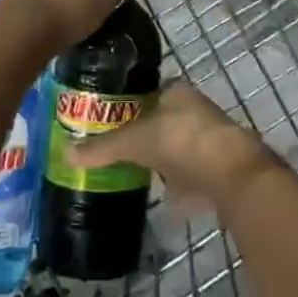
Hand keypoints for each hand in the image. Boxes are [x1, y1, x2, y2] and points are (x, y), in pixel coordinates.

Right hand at [67, 84, 270, 212]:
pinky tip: (168, 204)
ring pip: (183, 150)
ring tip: (142, 177)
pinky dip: (183, 190)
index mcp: (178, 92)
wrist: (231, 174)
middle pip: (167, 121)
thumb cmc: (180, 141)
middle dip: (150, 137)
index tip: (115, 122)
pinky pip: (196, 178)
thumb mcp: (134, 141)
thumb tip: (66, 153)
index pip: (153, 93)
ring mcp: (213, 142)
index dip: (134, 105)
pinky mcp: (223, 171)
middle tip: (124, 153)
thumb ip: (103, 148)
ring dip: (168, 163)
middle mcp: (198, 111)